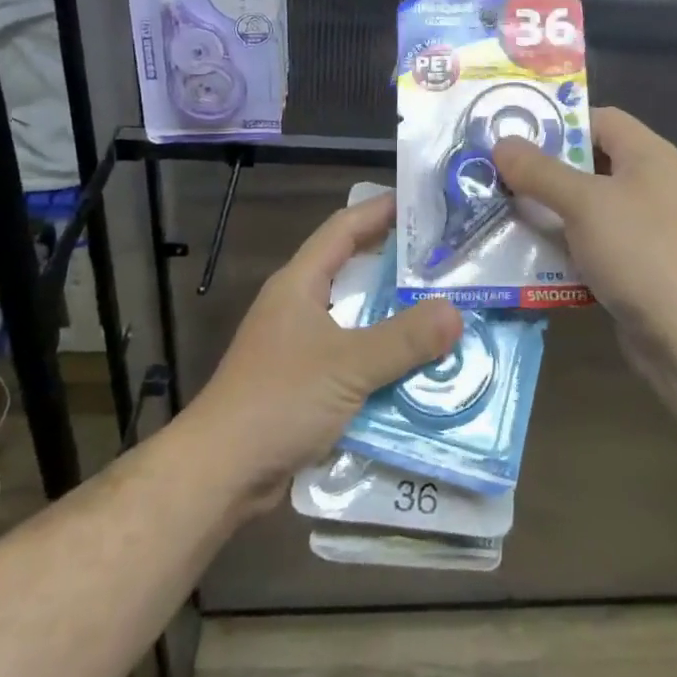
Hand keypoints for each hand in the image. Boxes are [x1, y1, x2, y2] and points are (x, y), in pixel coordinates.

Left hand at [183, 194, 460, 503]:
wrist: (220, 474)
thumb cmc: (279, 400)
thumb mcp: (348, 364)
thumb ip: (404, 338)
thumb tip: (455, 312)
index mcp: (299, 284)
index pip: (344, 228)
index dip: (381, 210)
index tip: (423, 202)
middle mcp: (298, 306)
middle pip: (353, 270)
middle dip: (398, 264)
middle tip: (447, 260)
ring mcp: (299, 345)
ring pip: (357, 317)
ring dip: (395, 316)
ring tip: (444, 311)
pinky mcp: (305, 382)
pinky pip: (354, 357)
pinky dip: (383, 357)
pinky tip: (418, 368)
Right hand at [492, 107, 676, 345]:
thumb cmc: (639, 251)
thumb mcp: (583, 203)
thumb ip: (540, 171)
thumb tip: (502, 143)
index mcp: (649, 155)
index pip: (600, 119)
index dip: (558, 123)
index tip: (514, 135)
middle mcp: (652, 184)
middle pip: (590, 162)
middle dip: (544, 170)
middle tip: (499, 175)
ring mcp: (647, 226)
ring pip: (588, 206)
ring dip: (549, 210)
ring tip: (504, 212)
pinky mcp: (638, 263)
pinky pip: (593, 241)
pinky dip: (564, 245)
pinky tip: (529, 255)